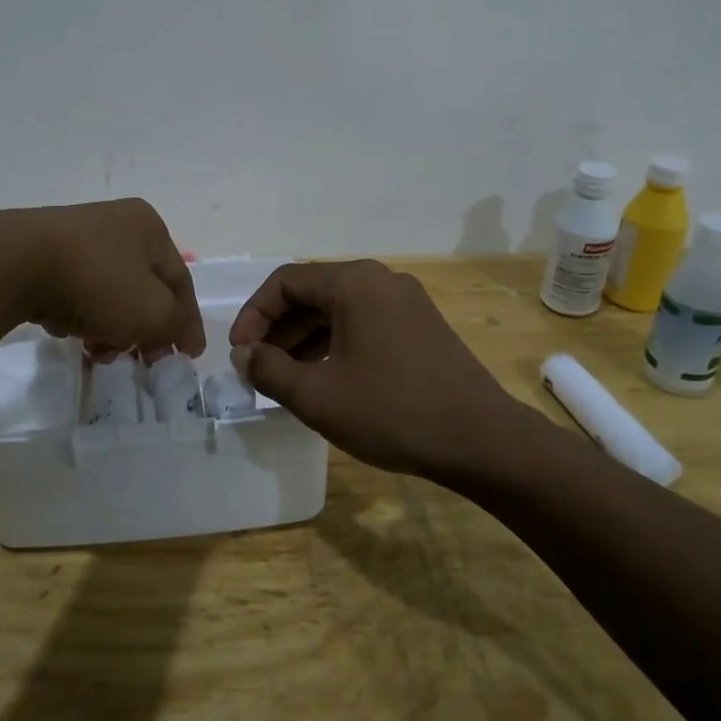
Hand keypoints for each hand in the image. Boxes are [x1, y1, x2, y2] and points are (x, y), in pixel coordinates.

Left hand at [0, 199, 204, 360]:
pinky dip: (76, 316)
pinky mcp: (40, 254)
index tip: (188, 356)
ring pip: (107, 294)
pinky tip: (64, 332)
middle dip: (142, 330)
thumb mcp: (153, 311)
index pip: (180, 281)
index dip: (188, 322)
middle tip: (138, 361)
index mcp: (148, 227)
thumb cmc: (97, 283)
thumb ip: (175, 325)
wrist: (13, 264)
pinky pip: (72, 292)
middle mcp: (114, 224)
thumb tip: (175, 333)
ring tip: (95, 353)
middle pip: (142, 289)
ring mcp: (74, 237)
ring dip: (109, 328)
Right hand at [229, 260, 521, 477]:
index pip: (285, 282)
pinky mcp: (421, 326)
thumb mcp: (317, 396)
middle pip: (312, 293)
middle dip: (278, 329)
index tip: (239, 353)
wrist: (481, 440)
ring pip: (339, 310)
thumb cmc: (392, 412)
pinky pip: (364, 323)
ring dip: (305, 338)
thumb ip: (269, 370)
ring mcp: (406, 301)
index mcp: (353, 283)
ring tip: (285, 377)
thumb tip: (245, 355)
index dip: (253, 315)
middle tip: (256, 366)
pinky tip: (325, 378)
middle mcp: (380, 280)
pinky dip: (335, 344)